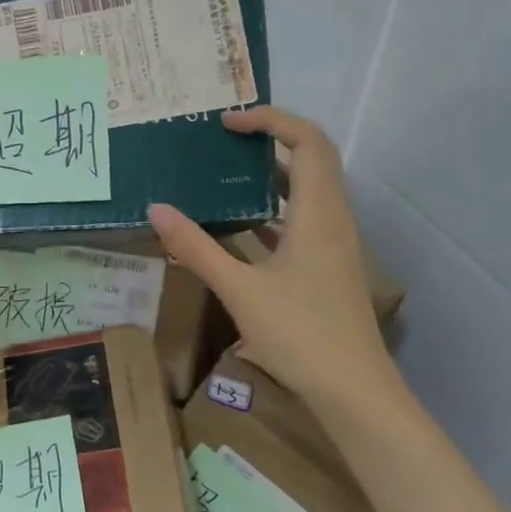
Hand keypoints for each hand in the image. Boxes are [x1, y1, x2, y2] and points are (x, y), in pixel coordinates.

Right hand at [148, 107, 401, 419]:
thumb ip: (197, 248)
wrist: (353, 390)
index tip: (227, 123)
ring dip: (273, 175)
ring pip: (310, 190)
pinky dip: (275, 209)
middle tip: (224, 142)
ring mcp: (336, 245)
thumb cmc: (300, 334)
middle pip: (313, 159)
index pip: (307, 142)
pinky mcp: (330, 267)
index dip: (270, 120)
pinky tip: (243, 226)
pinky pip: (304, 220)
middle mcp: (334, 219)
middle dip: (271, 140)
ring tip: (227, 175)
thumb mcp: (239, 290)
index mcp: (318, 214)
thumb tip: (157, 210)